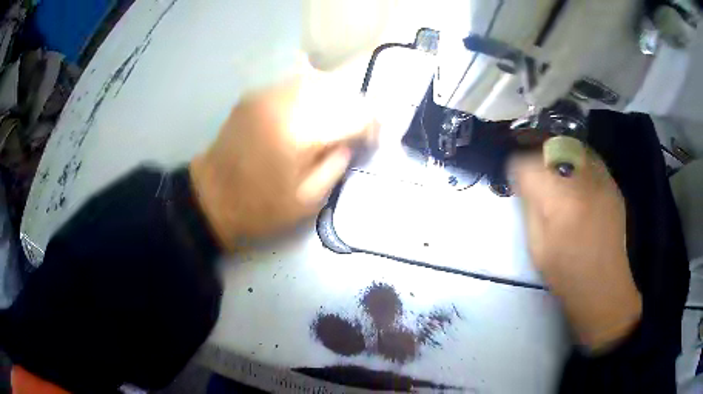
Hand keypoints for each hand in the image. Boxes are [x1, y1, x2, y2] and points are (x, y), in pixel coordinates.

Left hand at [190, 61, 375, 250]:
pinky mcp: (255, 94)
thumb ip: (337, 165)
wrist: (210, 197)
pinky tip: (310, 112)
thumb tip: (350, 140)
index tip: (373, 140)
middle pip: (339, 89)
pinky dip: (312, 93)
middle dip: (356, 108)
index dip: (372, 125)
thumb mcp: (308, 201)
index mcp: (300, 133)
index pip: (355, 114)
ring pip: (318, 80)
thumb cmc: (259, 208)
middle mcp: (286, 102)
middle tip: (357, 130)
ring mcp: (268, 94)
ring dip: (335, 97)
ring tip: (336, 119)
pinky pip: (295, 83)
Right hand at [509, 137, 641, 351]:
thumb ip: (530, 205)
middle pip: (551, 144)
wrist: (603, 285)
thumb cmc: (565, 272)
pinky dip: (575, 159)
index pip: (528, 163)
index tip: (513, 174)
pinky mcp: (612, 183)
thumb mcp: (536, 243)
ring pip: (572, 144)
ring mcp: (601, 179)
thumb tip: (523, 180)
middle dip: (535, 148)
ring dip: (556, 150)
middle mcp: (582, 181)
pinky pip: (589, 157)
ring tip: (549, 164)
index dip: (516, 165)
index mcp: (559, 201)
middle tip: (529, 161)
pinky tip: (572, 176)